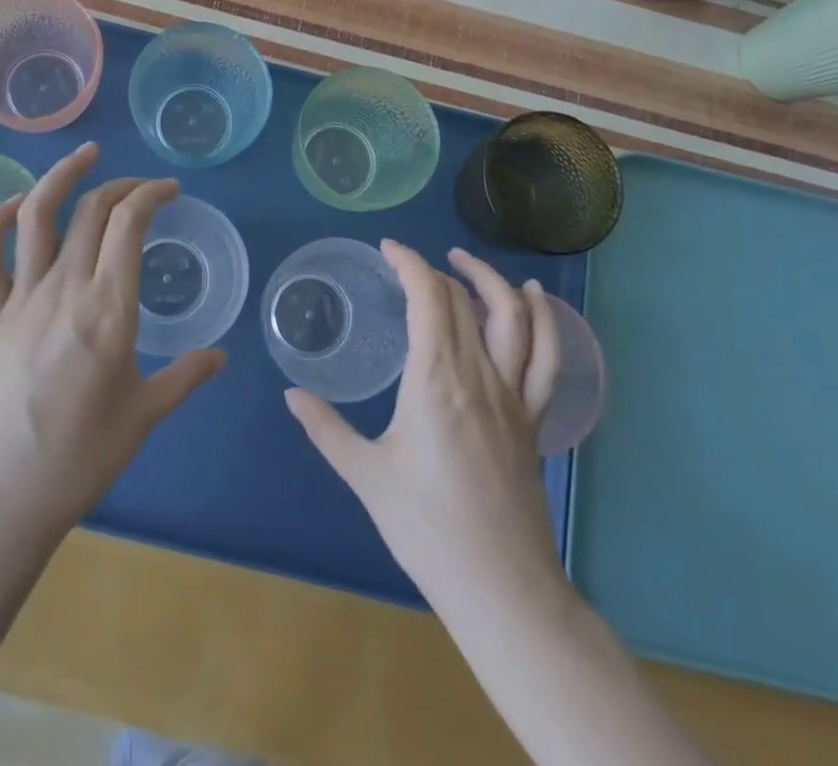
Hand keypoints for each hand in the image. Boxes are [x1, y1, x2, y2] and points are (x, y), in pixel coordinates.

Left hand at [0, 143, 225, 552]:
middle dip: (121, 185)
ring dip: (60, 177)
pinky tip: (14, 207)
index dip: (151, 194)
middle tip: (143, 187)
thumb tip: (221, 356)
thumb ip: (186, 377)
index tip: (171, 191)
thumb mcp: (145, 417)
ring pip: (36, 217)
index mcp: (108, 309)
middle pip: (91, 210)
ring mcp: (21, 300)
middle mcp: (64, 290)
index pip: (130, 224)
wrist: (1, 500)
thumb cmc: (81, 460)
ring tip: (84, 156)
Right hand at [286, 241, 562, 602]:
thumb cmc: (427, 530)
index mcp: (436, 380)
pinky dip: (543, 319)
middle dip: (434, 270)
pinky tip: (531, 297)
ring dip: (489, 280)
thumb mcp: (367, 476)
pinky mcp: (533, 418)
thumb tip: (291, 395)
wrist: (501, 588)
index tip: (388, 248)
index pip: (428, 298)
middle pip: (462, 301)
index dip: (409, 263)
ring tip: (464, 261)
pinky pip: (546, 357)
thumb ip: (327, 429)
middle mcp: (479, 375)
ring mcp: (513, 395)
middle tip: (406, 266)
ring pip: (512, 317)